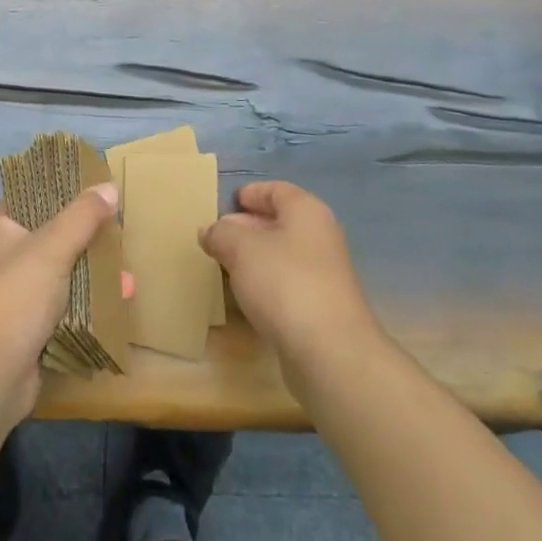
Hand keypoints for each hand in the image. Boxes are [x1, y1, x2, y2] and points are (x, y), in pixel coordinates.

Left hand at [0, 185, 120, 427]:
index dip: (62, 190)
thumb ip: (82, 216)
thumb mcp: (51, 248)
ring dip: (93, 275)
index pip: (30, 196)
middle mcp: (1, 258)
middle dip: (87, 238)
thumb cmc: (13, 298)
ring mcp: (13, 296)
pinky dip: (87, 305)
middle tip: (119, 234)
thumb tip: (108, 186)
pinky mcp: (27, 329)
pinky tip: (117, 303)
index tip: (97, 188)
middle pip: (50, 236)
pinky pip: (63, 307)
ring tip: (127, 278)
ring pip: (60, 274)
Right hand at [201, 181, 380, 376]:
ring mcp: (325, 274)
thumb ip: (220, 233)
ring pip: (283, 255)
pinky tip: (246, 296)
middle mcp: (321, 236)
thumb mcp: (240, 249)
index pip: (277, 190)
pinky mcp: (322, 307)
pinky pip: (288, 284)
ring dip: (255, 258)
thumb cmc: (284, 283)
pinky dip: (266, 284)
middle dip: (248, 227)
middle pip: (281, 222)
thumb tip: (210, 231)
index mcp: (306, 211)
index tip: (229, 202)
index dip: (252, 193)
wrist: (331, 351)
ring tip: (224, 266)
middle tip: (218, 236)